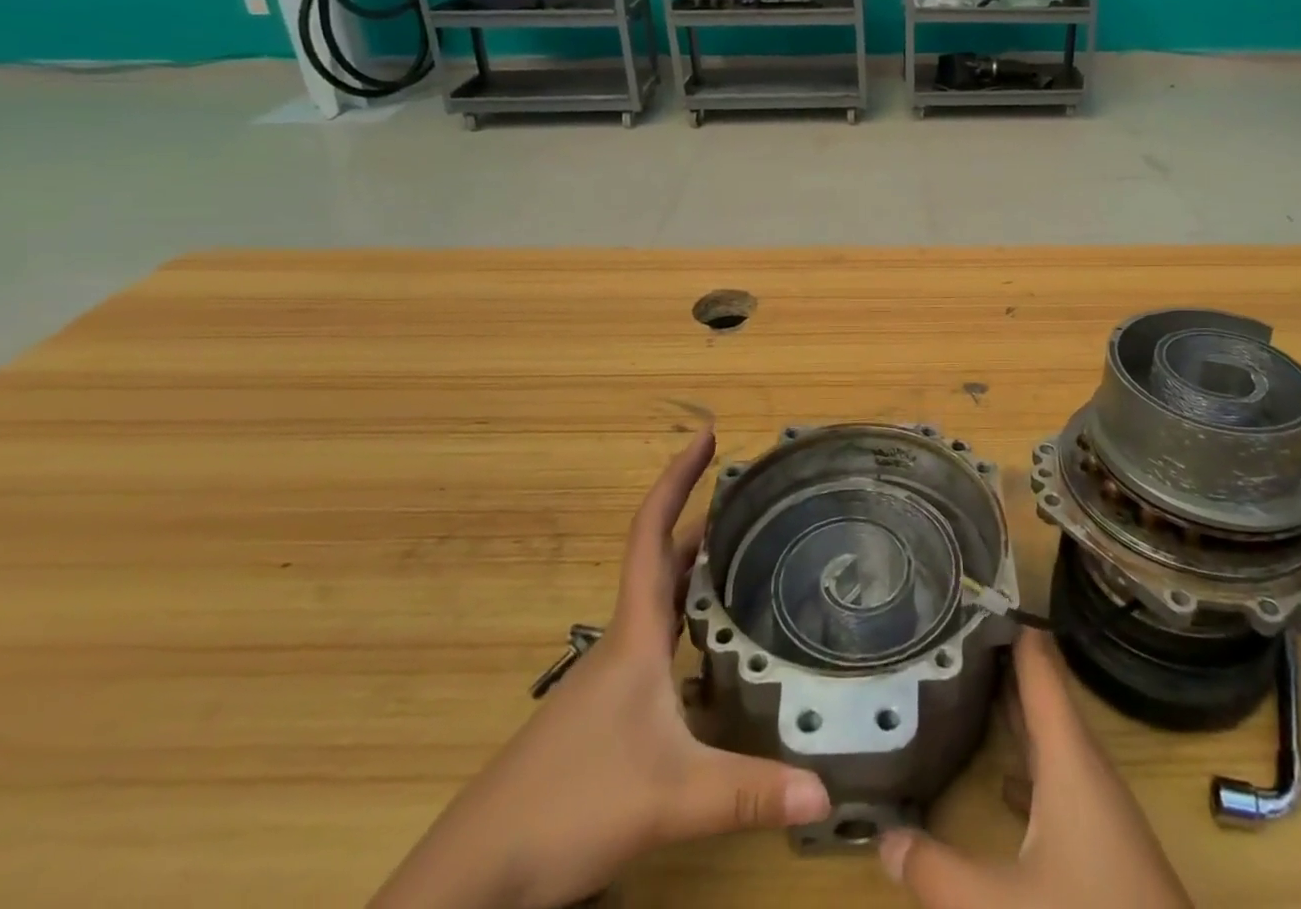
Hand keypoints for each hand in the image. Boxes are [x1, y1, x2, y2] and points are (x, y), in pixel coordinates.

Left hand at [370, 428, 831, 908]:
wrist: (474, 874)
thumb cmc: (569, 806)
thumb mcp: (670, 797)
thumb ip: (749, 793)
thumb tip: (826, 794)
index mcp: (635, 633)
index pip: (652, 531)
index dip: (678, 477)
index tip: (708, 435)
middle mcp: (623, 641)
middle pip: (663, 559)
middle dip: (703, 519)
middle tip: (754, 499)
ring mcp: (610, 677)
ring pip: (660, 601)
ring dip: (696, 569)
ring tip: (745, 556)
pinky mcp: (607, 711)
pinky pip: (658, 641)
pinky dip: (689, 620)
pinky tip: (715, 650)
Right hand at [878, 630, 1191, 908]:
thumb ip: (937, 872)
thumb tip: (882, 837)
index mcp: (1068, 754)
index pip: (1037, 662)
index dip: (1006, 622)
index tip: (968, 592)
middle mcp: (1082, 763)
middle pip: (1039, 690)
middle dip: (997, 658)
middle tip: (948, 628)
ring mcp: (1094, 801)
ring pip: (1047, 733)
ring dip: (1010, 706)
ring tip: (961, 682)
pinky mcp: (1098, 837)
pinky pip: (1054, 773)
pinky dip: (1024, 758)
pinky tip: (998, 774)